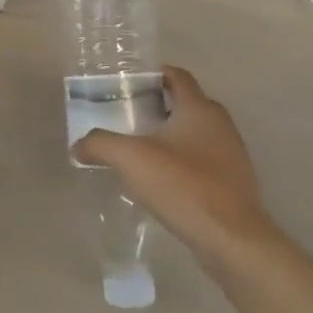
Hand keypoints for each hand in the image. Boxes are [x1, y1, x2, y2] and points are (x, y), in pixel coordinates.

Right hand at [71, 66, 273, 249]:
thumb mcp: (131, 159)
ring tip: (139, 149)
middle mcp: (220, 124)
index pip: (177, 76)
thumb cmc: (183, 186)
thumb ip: (100, 144)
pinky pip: (203, 160)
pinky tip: (161, 180)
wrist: (231, 238)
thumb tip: (78, 145)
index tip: (127, 84)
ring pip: (196, 133)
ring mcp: (231, 154)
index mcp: (199, 109)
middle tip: (127, 116)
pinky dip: (182, 161)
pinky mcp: (233, 182)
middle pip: (187, 103)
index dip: (153, 74)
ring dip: (170, 136)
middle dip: (158, 106)